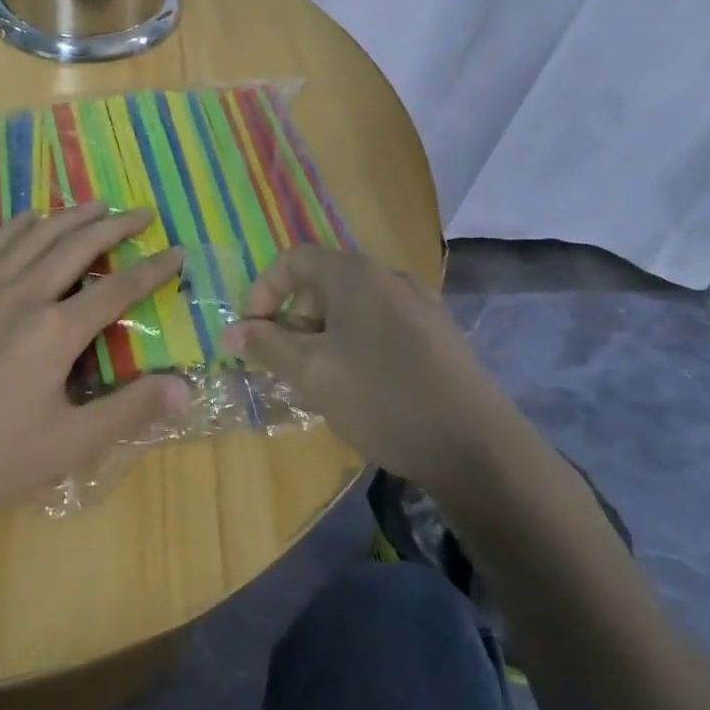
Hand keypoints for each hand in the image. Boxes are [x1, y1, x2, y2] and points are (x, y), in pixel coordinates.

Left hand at [0, 202, 188, 528]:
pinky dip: (18, 225)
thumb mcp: (69, 443)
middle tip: (142, 212)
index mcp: (56, 329)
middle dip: (115, 226)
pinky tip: (29, 218)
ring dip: (71, 216)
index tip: (177, 251)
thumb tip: (186, 387)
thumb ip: (130, 410)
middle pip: (78, 245)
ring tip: (97, 205)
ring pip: (36, 236)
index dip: (153, 269)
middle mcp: (24, 294)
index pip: (118, 288)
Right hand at [220, 246, 519, 482]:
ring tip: (319, 385)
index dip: (263, 292)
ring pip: (351, 310)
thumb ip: (267, 347)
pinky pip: (380, 328)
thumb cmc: (383, 398)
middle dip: (293, 322)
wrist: (479, 449)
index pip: (293, 260)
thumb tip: (229, 331)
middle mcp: (389, 278)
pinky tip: (360, 392)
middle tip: (285, 367)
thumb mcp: (312, 373)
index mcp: (356, 274)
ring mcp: (420, 306)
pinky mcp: (438, 336)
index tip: (252, 334)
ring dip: (322, 339)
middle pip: (322, 285)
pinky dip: (355, 347)